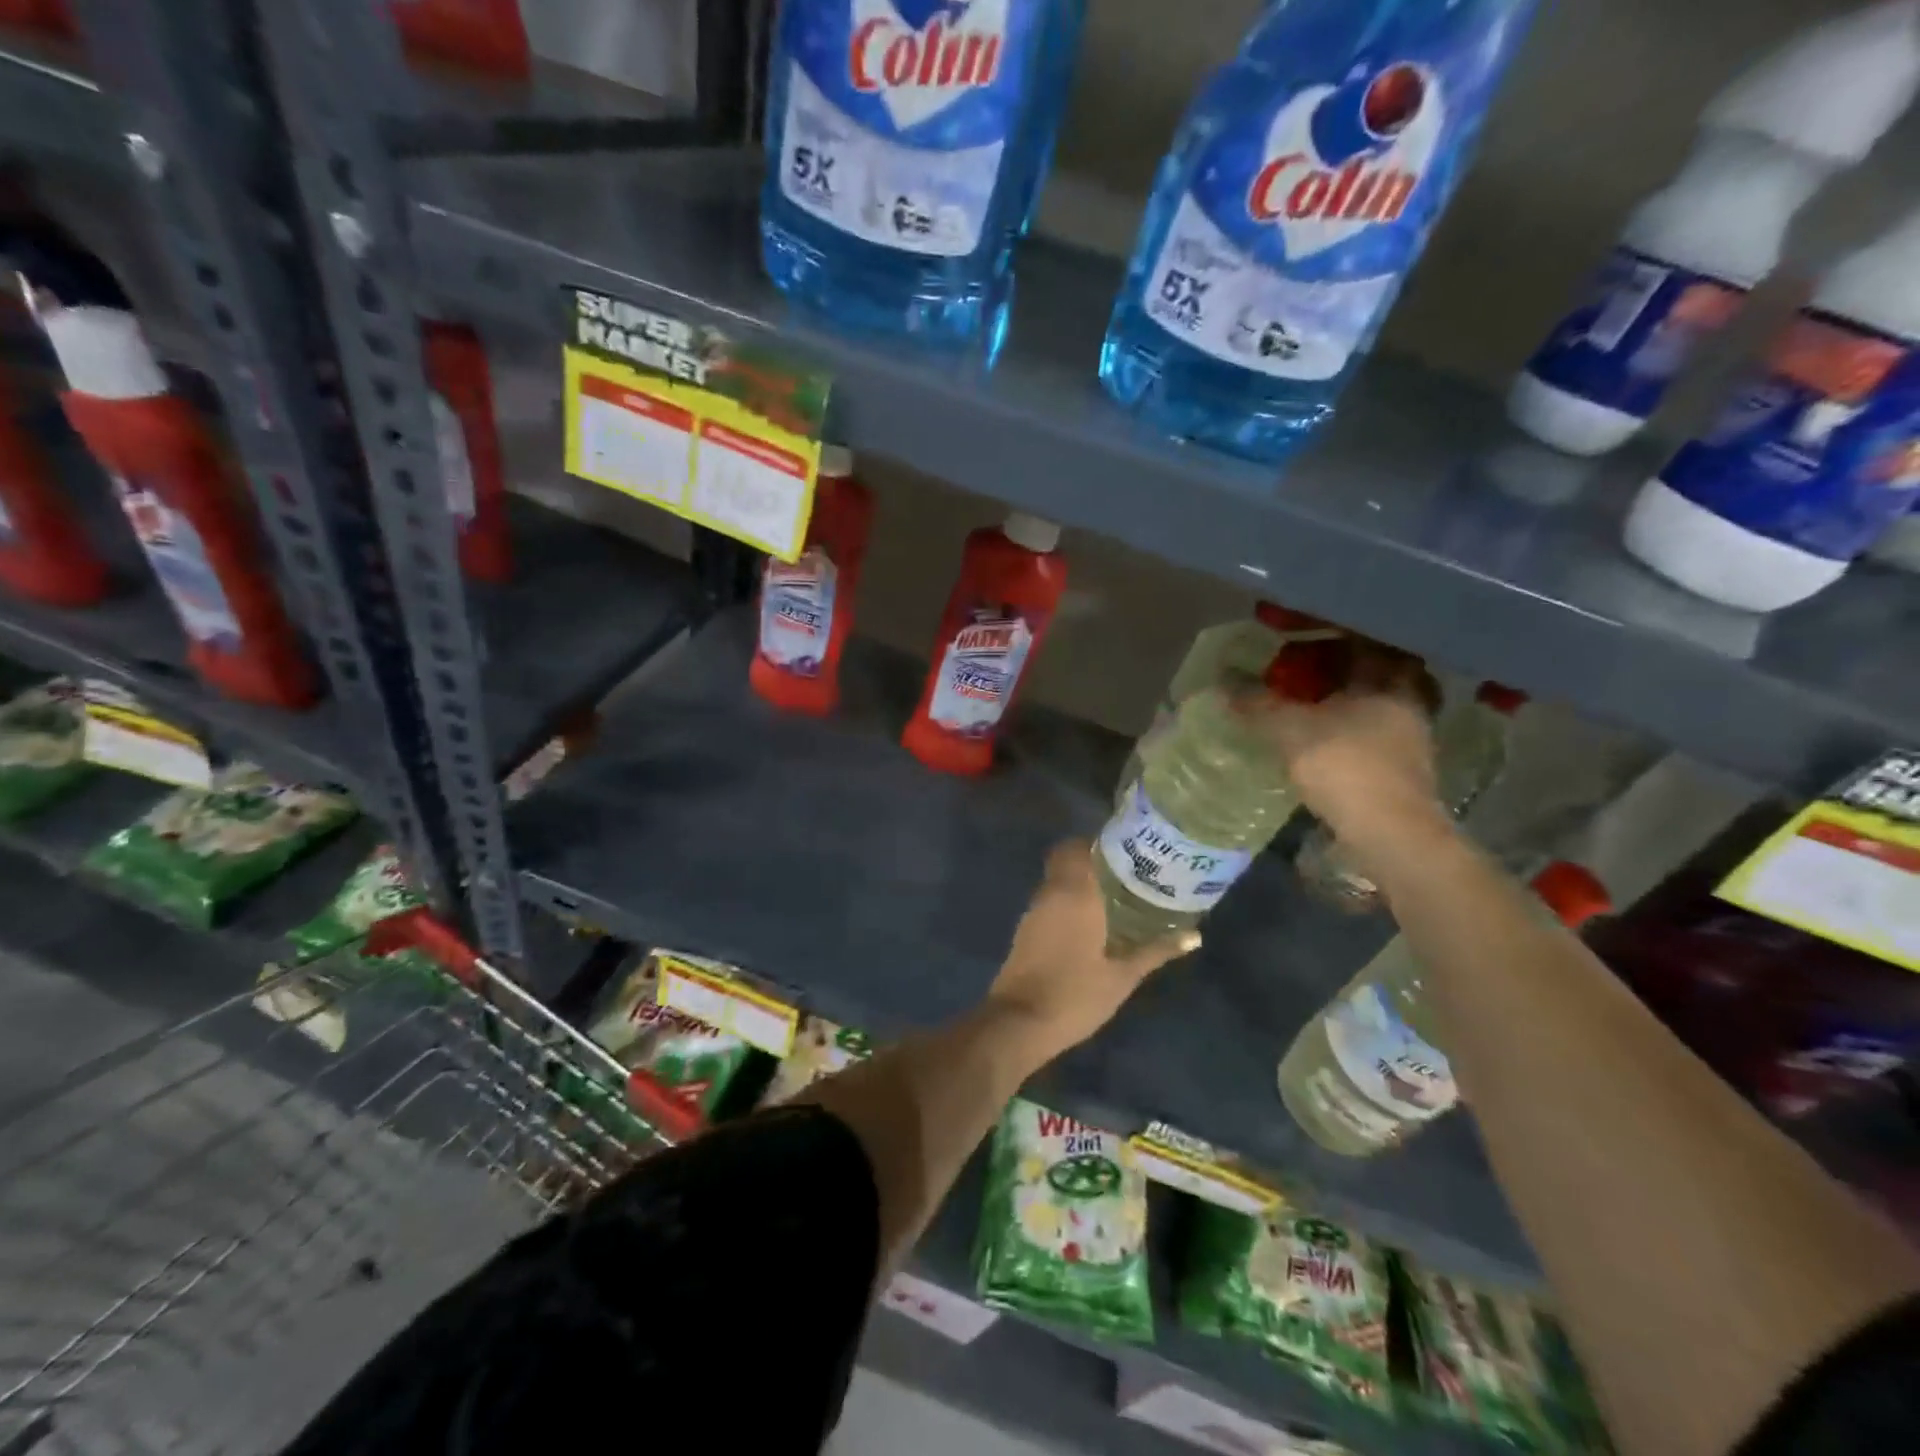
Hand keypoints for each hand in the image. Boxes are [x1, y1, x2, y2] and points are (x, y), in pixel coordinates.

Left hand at [984, 841, 1198, 1060]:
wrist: (1019, 1023)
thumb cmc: (1075, 995)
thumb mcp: (1122, 976)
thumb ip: (1156, 951)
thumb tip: (1194, 935)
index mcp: (1074, 893)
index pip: (1077, 847)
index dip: (1098, 843)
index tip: (1126, 848)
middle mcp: (1050, 893)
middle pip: (1065, 859)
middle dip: (1092, 860)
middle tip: (1126, 872)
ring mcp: (1034, 911)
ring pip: (1056, 880)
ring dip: (1079, 881)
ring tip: (1115, 893)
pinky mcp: (1026, 929)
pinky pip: (1049, 900)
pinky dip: (1067, 901)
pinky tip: (1091, 919)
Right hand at [1246, 642, 1452, 866]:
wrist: (1391, 833)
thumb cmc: (1346, 766)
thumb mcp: (1290, 730)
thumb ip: (1257, 705)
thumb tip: (1222, 685)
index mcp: (1389, 679)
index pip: (1362, 642)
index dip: (1328, 639)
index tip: (1297, 641)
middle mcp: (1409, 700)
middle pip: (1369, 673)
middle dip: (1334, 671)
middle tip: (1297, 672)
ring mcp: (1410, 736)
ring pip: (1371, 704)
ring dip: (1340, 702)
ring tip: (1301, 706)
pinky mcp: (1402, 767)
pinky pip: (1370, 732)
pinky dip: (1345, 730)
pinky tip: (1317, 739)